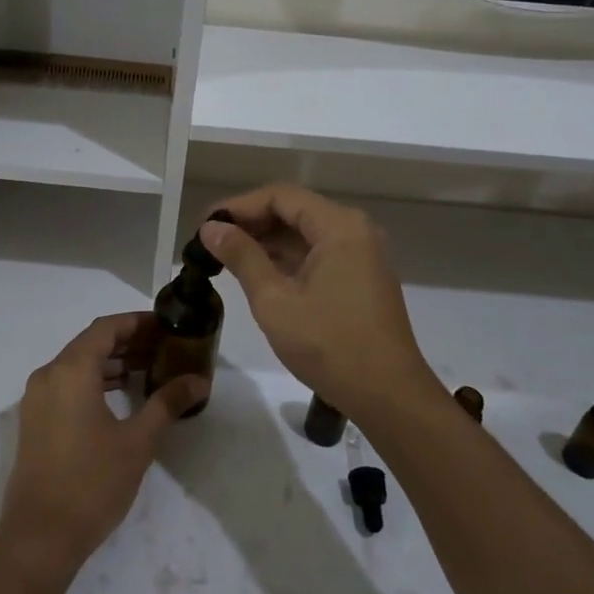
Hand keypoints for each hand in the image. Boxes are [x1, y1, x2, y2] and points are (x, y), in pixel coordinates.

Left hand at [0, 313, 204, 580]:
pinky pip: (67, 383)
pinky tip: (120, 395)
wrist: (39, 537)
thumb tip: (199, 380)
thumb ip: (167, 403)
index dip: (137, 323)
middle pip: (91, 343)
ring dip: (111, 362)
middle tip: (164, 348)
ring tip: (148, 369)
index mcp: (71, 370)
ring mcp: (37, 398)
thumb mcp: (137, 441)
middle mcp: (49, 374)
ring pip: (78, 364)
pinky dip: (94, 380)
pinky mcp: (35, 420)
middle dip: (128, 341)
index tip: (166, 326)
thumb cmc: (92, 483)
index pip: (106, 328)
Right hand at [201, 185, 440, 421]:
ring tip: (226, 258)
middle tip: (211, 242)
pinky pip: (318, 253)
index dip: (238, 206)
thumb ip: (241, 256)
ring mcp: (362, 254)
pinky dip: (287, 259)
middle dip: (251, 223)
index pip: (280, 196)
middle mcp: (355, 230)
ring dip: (267, 241)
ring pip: (305, 233)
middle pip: (294, 210)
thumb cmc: (329, 344)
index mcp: (339, 226)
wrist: (387, 396)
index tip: (205, 225)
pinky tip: (257, 273)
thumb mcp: (274, 300)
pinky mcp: (361, 277)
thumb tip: (211, 228)